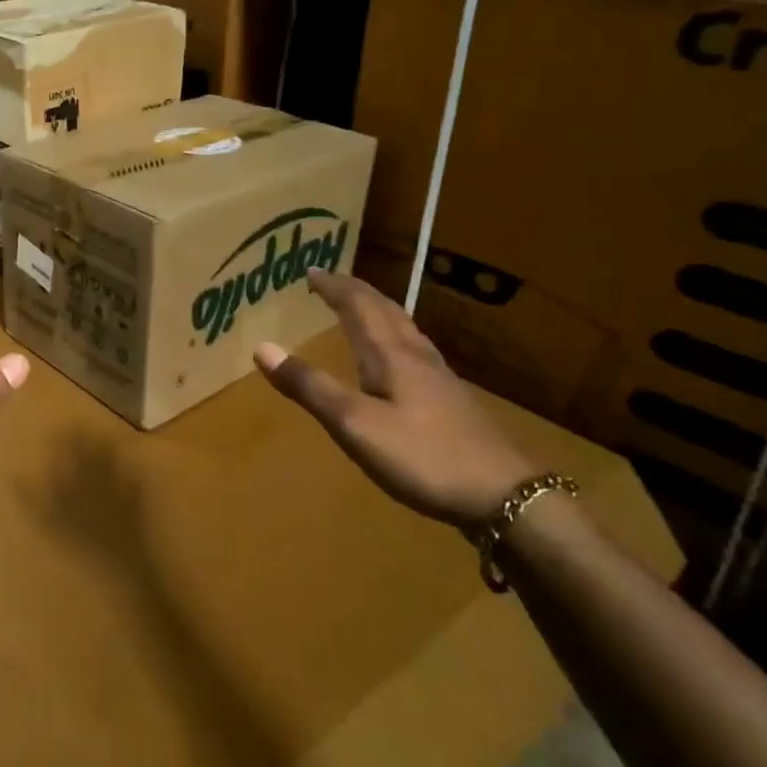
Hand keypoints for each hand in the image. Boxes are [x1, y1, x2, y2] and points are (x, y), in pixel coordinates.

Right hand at [253, 270, 540, 529]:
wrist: (504, 495)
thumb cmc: (422, 456)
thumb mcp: (354, 424)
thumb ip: (309, 387)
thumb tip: (262, 348)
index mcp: (390, 355)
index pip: (358, 306)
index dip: (333, 287)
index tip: (310, 271)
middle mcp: (415, 356)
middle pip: (385, 310)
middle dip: (354, 291)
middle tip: (329, 280)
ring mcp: (438, 377)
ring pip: (403, 328)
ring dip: (376, 309)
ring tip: (359, 306)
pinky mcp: (450, 399)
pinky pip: (414, 348)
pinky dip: (393, 335)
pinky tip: (397, 355)